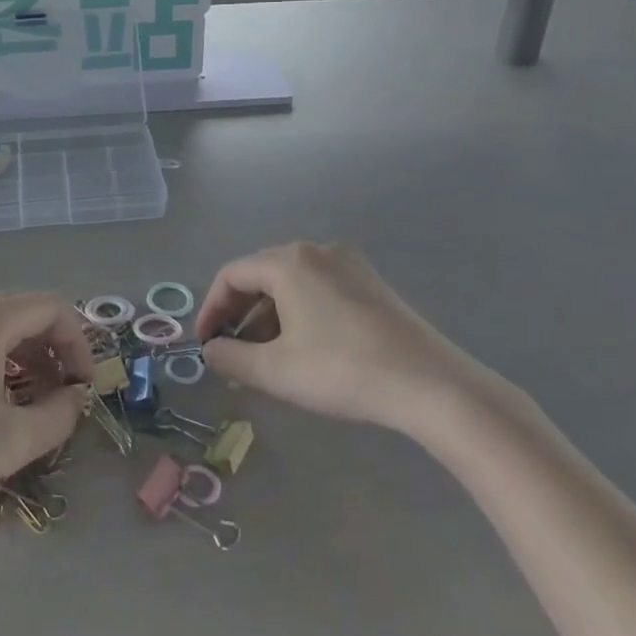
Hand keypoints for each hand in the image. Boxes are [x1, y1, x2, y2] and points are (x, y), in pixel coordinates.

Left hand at [0, 293, 91, 518]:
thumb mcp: (12, 439)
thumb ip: (59, 415)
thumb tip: (75, 397)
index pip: (52, 308)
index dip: (78, 344)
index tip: (83, 386)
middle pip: (24, 314)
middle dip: (52, 352)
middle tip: (61, 397)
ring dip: (23, 358)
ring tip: (29, 402)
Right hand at [196, 241, 504, 440]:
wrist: (431, 384)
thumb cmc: (342, 370)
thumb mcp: (276, 371)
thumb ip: (230, 358)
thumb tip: (210, 351)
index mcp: (289, 262)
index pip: (231, 275)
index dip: (210, 310)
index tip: (205, 345)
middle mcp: (317, 251)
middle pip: (261, 276)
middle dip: (240, 316)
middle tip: (232, 354)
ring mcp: (349, 264)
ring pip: (291, 285)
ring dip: (269, 318)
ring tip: (265, 359)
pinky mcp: (371, 284)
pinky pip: (319, 290)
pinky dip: (298, 315)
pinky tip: (303, 350)